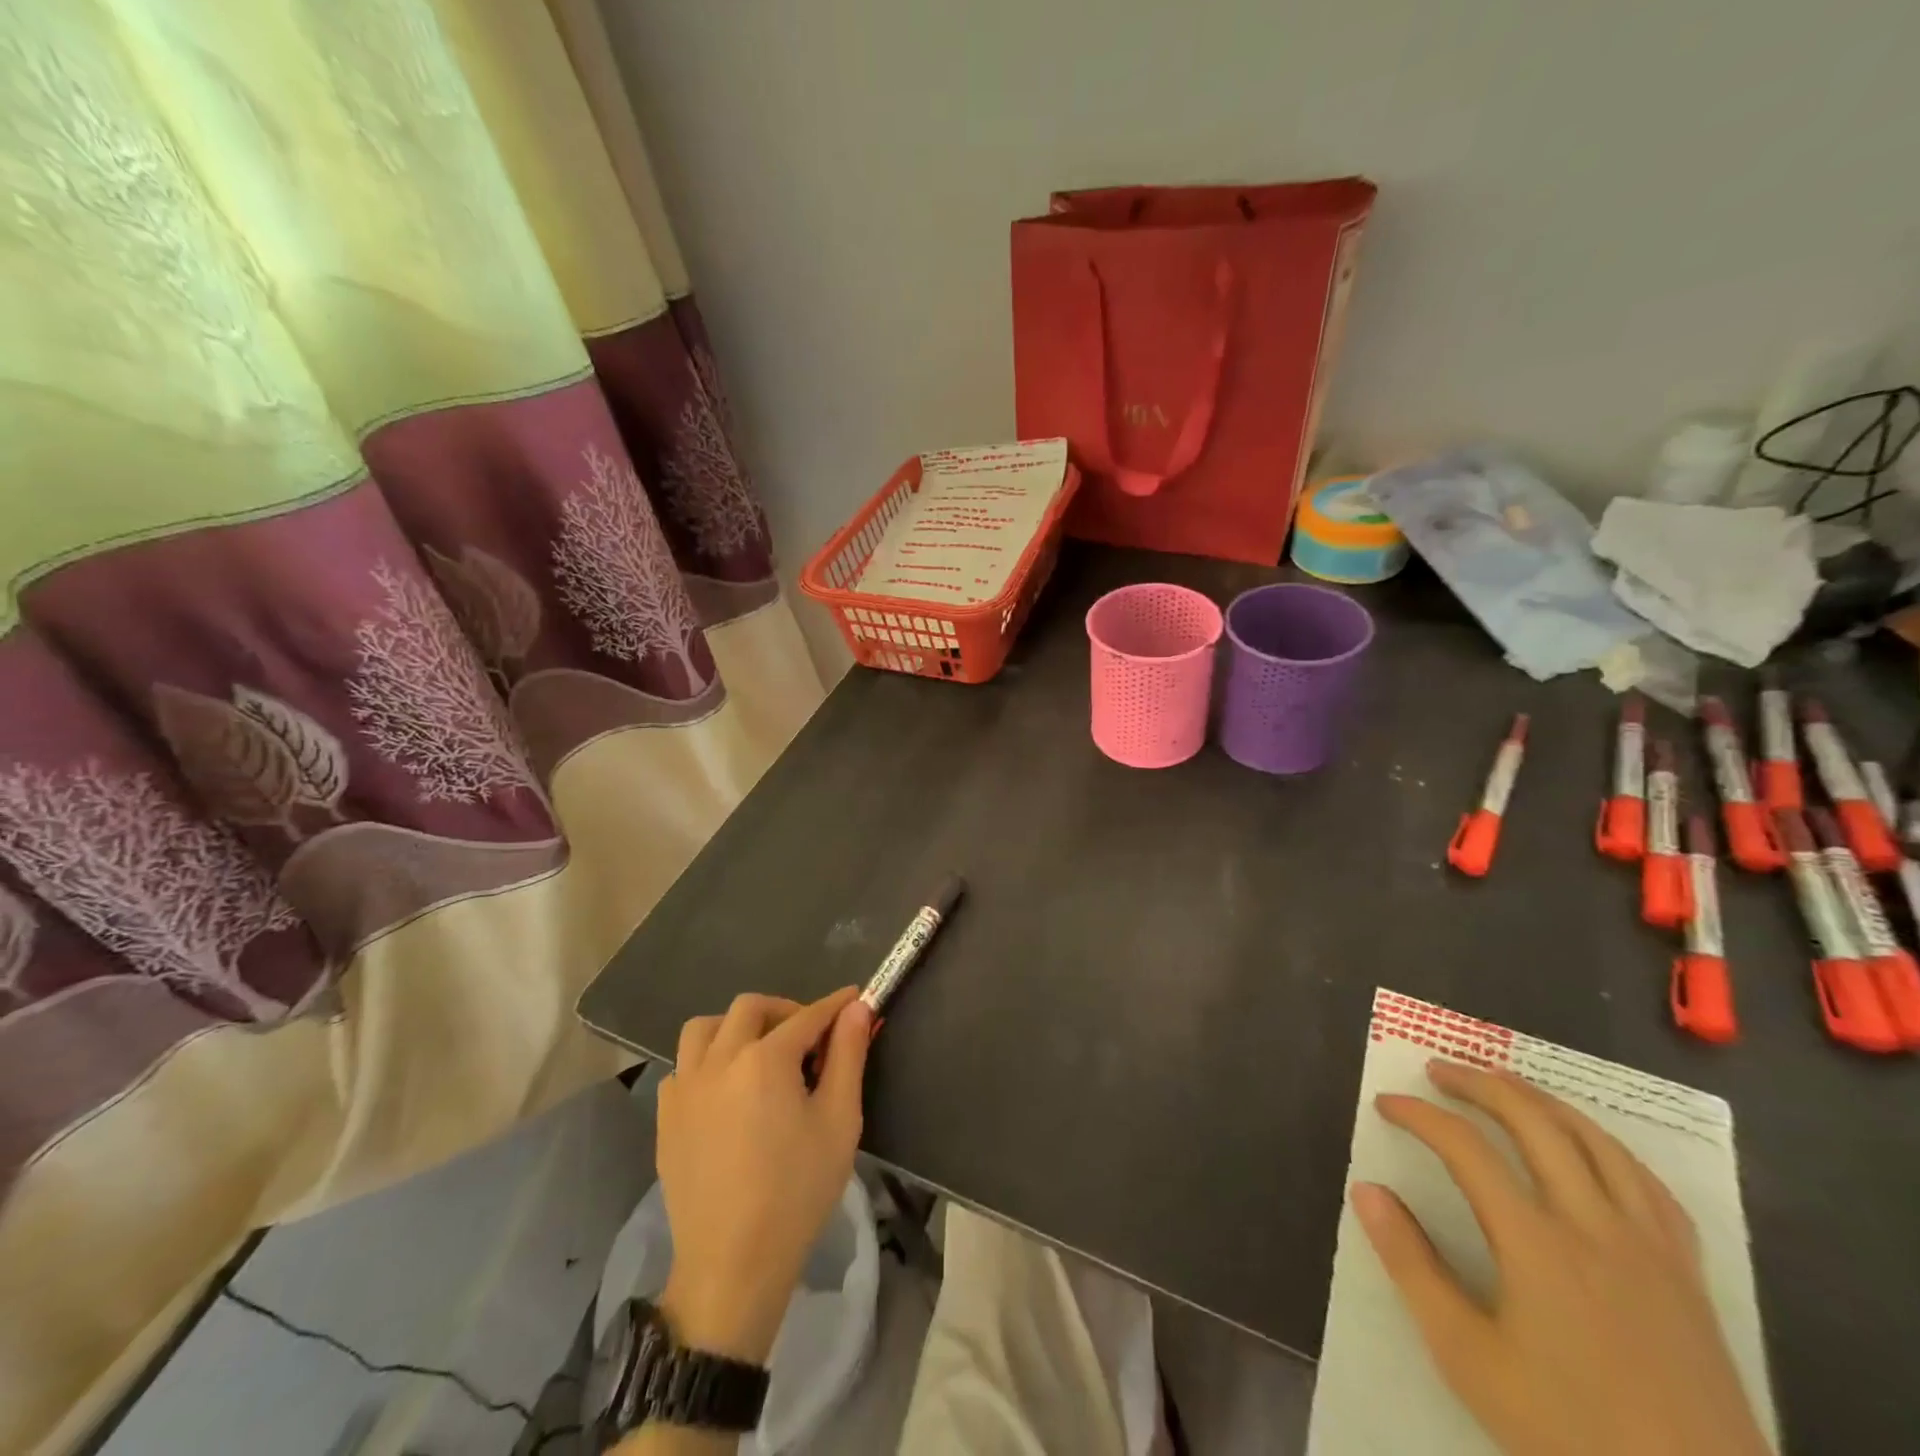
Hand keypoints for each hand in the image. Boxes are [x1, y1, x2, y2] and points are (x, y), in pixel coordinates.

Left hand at [654, 988, 871, 1366]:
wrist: (733, 1265)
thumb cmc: (797, 1191)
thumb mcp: (839, 1120)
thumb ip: (848, 1055)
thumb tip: (857, 1008)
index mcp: (765, 1059)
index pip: (807, 1016)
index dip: (835, 1006)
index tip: (854, 998)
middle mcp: (719, 1060)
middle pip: (751, 1008)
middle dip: (786, 1011)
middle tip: (809, 1037)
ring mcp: (685, 1087)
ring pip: (705, 1028)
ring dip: (736, 1027)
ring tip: (760, 1053)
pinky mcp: (666, 1117)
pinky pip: (682, 1067)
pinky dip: (706, 1061)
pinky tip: (726, 1091)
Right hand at [1352, 1060, 1769, 1455]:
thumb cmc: (1569, 1434)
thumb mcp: (1468, 1357)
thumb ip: (1412, 1265)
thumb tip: (1368, 1190)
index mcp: (1537, 1243)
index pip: (1466, 1148)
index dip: (1420, 1115)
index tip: (1387, 1104)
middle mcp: (1595, 1225)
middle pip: (1534, 1122)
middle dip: (1479, 1084)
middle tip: (1439, 1071)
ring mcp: (1652, 1248)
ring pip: (1596, 1141)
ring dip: (1541, 1100)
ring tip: (1504, 1085)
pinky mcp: (1689, 1276)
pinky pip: (1649, 1184)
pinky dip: (1606, 1145)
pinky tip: (1590, 1147)